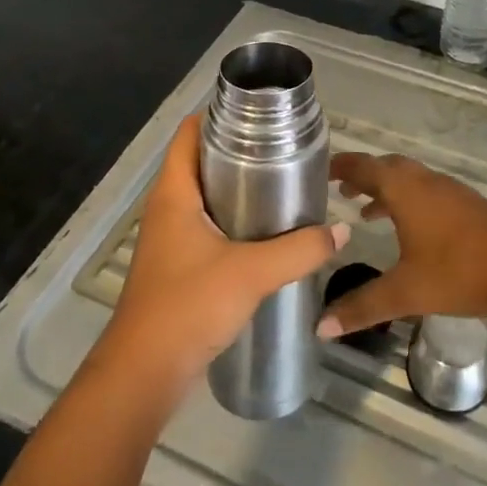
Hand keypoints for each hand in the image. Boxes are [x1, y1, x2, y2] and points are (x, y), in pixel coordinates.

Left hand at [98, 114, 347, 396]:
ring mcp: (170, 239)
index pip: (188, 134)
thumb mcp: (251, 273)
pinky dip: (233, 220)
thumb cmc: (188, 306)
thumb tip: (341, 230)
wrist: (145, 373)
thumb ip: (299, 250)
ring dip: (238, 188)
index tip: (259, 113)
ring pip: (205, 197)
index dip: (218, 115)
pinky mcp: (178, 266)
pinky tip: (266, 233)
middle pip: (200, 162)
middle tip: (283, 149)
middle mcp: (167, 208)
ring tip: (282, 185)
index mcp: (174, 193)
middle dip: (238, 151)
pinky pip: (207, 227)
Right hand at [317, 151, 486, 337]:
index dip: (342, 167)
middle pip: (388, 167)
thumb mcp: (406, 293)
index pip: (364, 167)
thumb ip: (363, 307)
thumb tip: (320, 326)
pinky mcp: (471, 206)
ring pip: (411, 179)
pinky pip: (429, 192)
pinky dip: (410, 201)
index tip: (323, 171)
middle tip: (341, 191)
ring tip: (367, 212)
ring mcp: (452, 192)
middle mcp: (426, 182)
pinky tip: (413, 232)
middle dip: (364, 176)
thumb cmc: (461, 273)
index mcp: (405, 191)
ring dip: (388, 189)